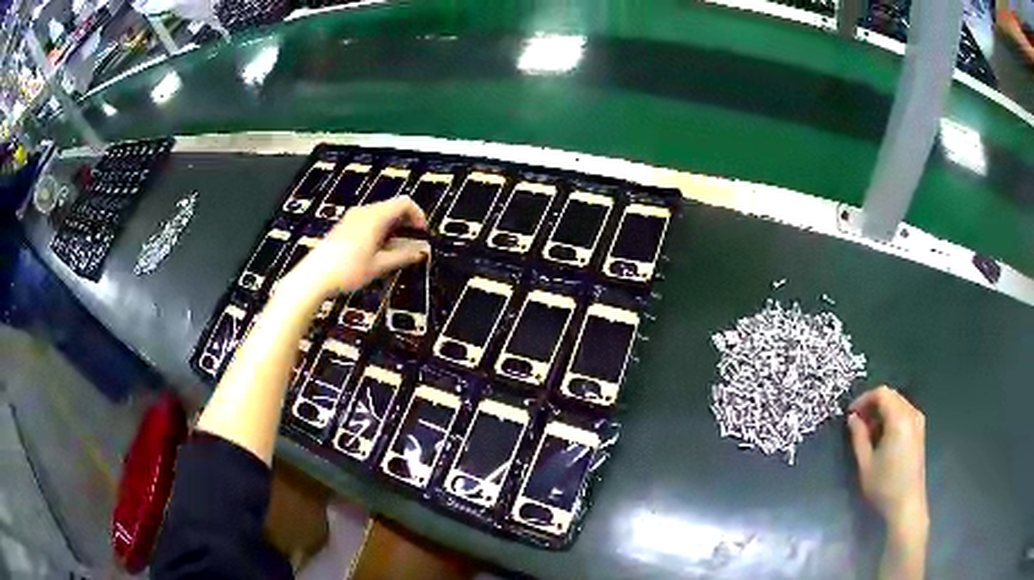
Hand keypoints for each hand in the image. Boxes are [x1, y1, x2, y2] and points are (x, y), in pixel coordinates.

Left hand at [281, 197, 428, 302]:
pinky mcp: (345, 226)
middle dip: (407, 223)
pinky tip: (377, 251)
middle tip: (413, 244)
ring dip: (393, 228)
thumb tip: (423, 251)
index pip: (405, 203)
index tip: (423, 234)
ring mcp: (353, 217)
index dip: (418, 215)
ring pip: (381, 214)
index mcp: (376, 216)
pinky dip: (380, 230)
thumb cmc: (349, 269)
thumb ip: (403, 256)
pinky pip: (369, 220)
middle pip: (393, 207)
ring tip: (396, 250)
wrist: (315, 275)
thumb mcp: (379, 265)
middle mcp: (365, 211)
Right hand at [847, 386, 927, 529]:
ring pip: (898, 403)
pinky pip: (904, 412)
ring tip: (868, 431)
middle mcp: (911, 413)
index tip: (850, 414)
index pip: (881, 393)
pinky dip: (891, 417)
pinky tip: (882, 436)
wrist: (907, 504)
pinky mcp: (919, 431)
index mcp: (899, 419)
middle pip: (891, 395)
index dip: (864, 399)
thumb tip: (852, 418)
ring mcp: (918, 421)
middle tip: (857, 422)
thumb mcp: (865, 464)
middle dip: (873, 404)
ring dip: (882, 411)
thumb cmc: (884, 486)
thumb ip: (858, 437)